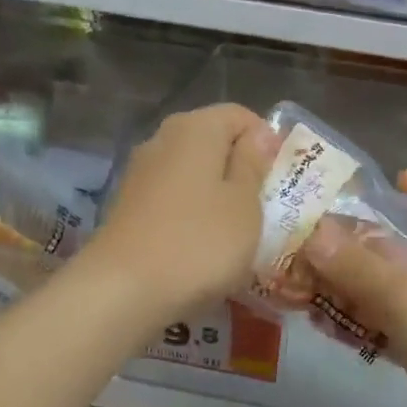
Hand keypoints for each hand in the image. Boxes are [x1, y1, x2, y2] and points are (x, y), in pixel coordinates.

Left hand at [82, 104, 272, 323]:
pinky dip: (192, 214)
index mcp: (196, 128)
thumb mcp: (244, 205)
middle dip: (242, 170)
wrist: (124, 290)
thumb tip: (257, 136)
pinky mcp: (129, 206)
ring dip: (218, 195)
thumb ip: (253, 165)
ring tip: (237, 232)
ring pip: (193, 173)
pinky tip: (202, 246)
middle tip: (265, 208)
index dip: (267, 142)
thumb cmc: (200, 243)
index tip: (282, 180)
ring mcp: (141, 173)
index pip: (241, 116)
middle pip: (214, 142)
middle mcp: (163, 139)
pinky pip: (173, 199)